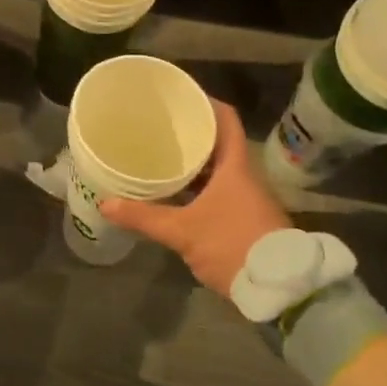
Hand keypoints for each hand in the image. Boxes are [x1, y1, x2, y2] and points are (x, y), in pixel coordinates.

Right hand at [101, 101, 288, 297]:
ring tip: (164, 157)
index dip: (206, 102)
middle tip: (161, 127)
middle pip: (220, 143)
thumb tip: (106, 203)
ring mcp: (249, 198)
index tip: (181, 95)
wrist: (281, 290)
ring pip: (220, 169)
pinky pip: (221, 190)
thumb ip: (145, 217)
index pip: (226, 119)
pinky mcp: (248, 219)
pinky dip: (201, 186)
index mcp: (236, 166)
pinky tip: (179, 194)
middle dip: (192, 134)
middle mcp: (245, 175)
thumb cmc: (233, 245)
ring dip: (196, 163)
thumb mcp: (184, 231)